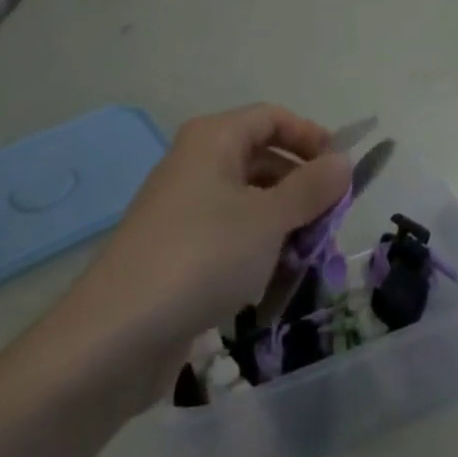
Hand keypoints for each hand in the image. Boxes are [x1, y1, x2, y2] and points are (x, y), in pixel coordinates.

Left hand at [55, 104, 350, 372]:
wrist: (114, 338)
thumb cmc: (202, 257)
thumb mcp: (269, 219)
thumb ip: (312, 187)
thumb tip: (343, 160)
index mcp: (213, 139)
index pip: (272, 118)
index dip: (311, 137)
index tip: (341, 171)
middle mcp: (196, 164)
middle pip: (262, 158)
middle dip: (301, 186)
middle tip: (331, 220)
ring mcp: (183, 209)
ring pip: (248, 201)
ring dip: (283, 223)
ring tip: (307, 257)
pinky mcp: (177, 252)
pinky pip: (229, 236)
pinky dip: (256, 250)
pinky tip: (270, 284)